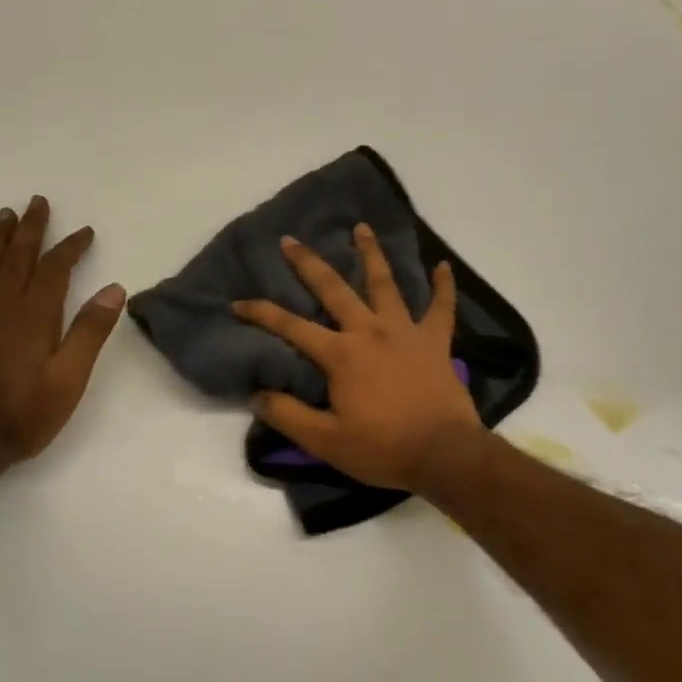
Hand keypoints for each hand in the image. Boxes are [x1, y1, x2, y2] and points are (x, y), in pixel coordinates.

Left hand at [0, 196, 126, 465]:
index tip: (84, 231)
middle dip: (31, 229)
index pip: (55, 270)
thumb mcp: (70, 379)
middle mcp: (0, 308)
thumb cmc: (24, 415)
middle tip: (38, 202)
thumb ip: (90, 333)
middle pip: (18, 258)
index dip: (70, 247)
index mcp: (34, 317)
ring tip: (5, 215)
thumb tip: (114, 289)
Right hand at [232, 225, 484, 492]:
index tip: (238, 303)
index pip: (291, 327)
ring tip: (362, 228)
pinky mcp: (436, 342)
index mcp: (341, 354)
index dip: (262, 313)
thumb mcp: (326, 441)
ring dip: (372, 254)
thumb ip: (288, 415)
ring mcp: (406, 332)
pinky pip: (442, 308)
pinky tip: (443, 266)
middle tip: (291, 240)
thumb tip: (256, 394)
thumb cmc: (383, 448)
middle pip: (335, 289)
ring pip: (386, 284)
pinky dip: (443, 286)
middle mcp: (370, 331)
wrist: (443, 453)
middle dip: (309, 263)